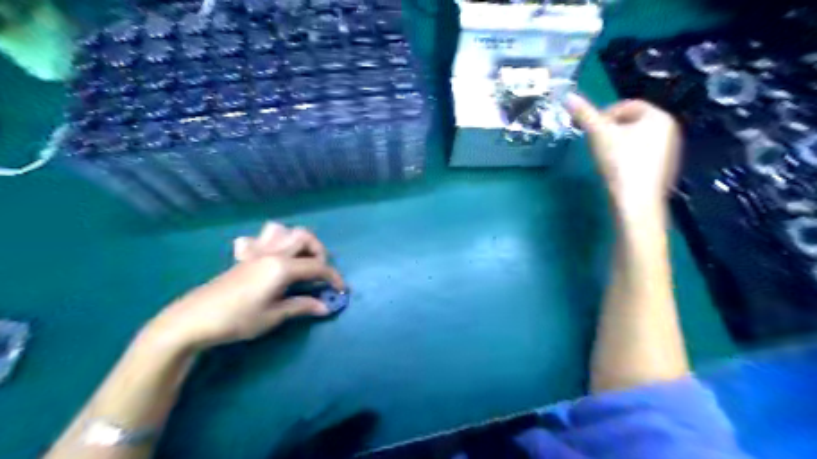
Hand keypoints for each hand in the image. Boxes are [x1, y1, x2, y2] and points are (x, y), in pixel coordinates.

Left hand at [141, 223, 342, 352]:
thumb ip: (302, 307)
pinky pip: (259, 239)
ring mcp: (256, 252)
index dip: (333, 277)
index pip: (317, 266)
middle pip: (303, 237)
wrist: (193, 319)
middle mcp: (272, 253)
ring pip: (281, 230)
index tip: (341, 290)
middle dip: (319, 251)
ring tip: (299, 261)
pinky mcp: (244, 257)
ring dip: (296, 241)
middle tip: (319, 272)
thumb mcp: (273, 316)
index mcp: (281, 267)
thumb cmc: (237, 319)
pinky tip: (271, 259)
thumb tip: (326, 307)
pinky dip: (271, 243)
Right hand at [562, 92, 683, 214]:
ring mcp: (669, 152)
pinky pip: (641, 155)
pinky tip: (616, 171)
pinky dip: (627, 158)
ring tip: (604, 158)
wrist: (636, 202)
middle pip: (632, 122)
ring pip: (636, 139)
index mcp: (658, 116)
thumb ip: (584, 113)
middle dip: (611, 130)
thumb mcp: (599, 134)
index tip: (590, 129)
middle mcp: (669, 130)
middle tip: (595, 143)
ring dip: (618, 144)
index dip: (605, 113)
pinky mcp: (663, 170)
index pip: (628, 105)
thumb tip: (568, 95)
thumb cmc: (620, 162)